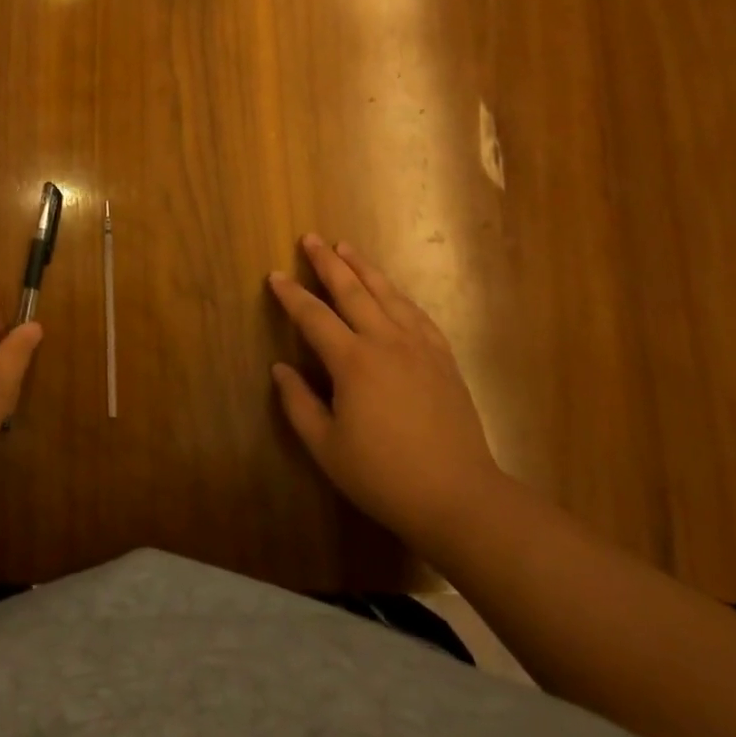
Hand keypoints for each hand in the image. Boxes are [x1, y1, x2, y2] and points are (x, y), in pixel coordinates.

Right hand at [269, 235, 503, 555]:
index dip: (291, 295)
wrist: (460, 498)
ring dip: (364, 268)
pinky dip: (399, 296)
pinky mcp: (443, 359)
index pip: (314, 317)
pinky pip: (417, 315)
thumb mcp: (327, 448)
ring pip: (387, 295)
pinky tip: (392, 291)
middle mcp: (386, 342)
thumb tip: (280, 368)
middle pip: (352, 291)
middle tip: (311, 238)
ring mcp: (419, 348)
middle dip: (328, 263)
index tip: (275, 276)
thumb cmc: (384, 476)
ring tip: (347, 247)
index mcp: (353, 362)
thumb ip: (299, 404)